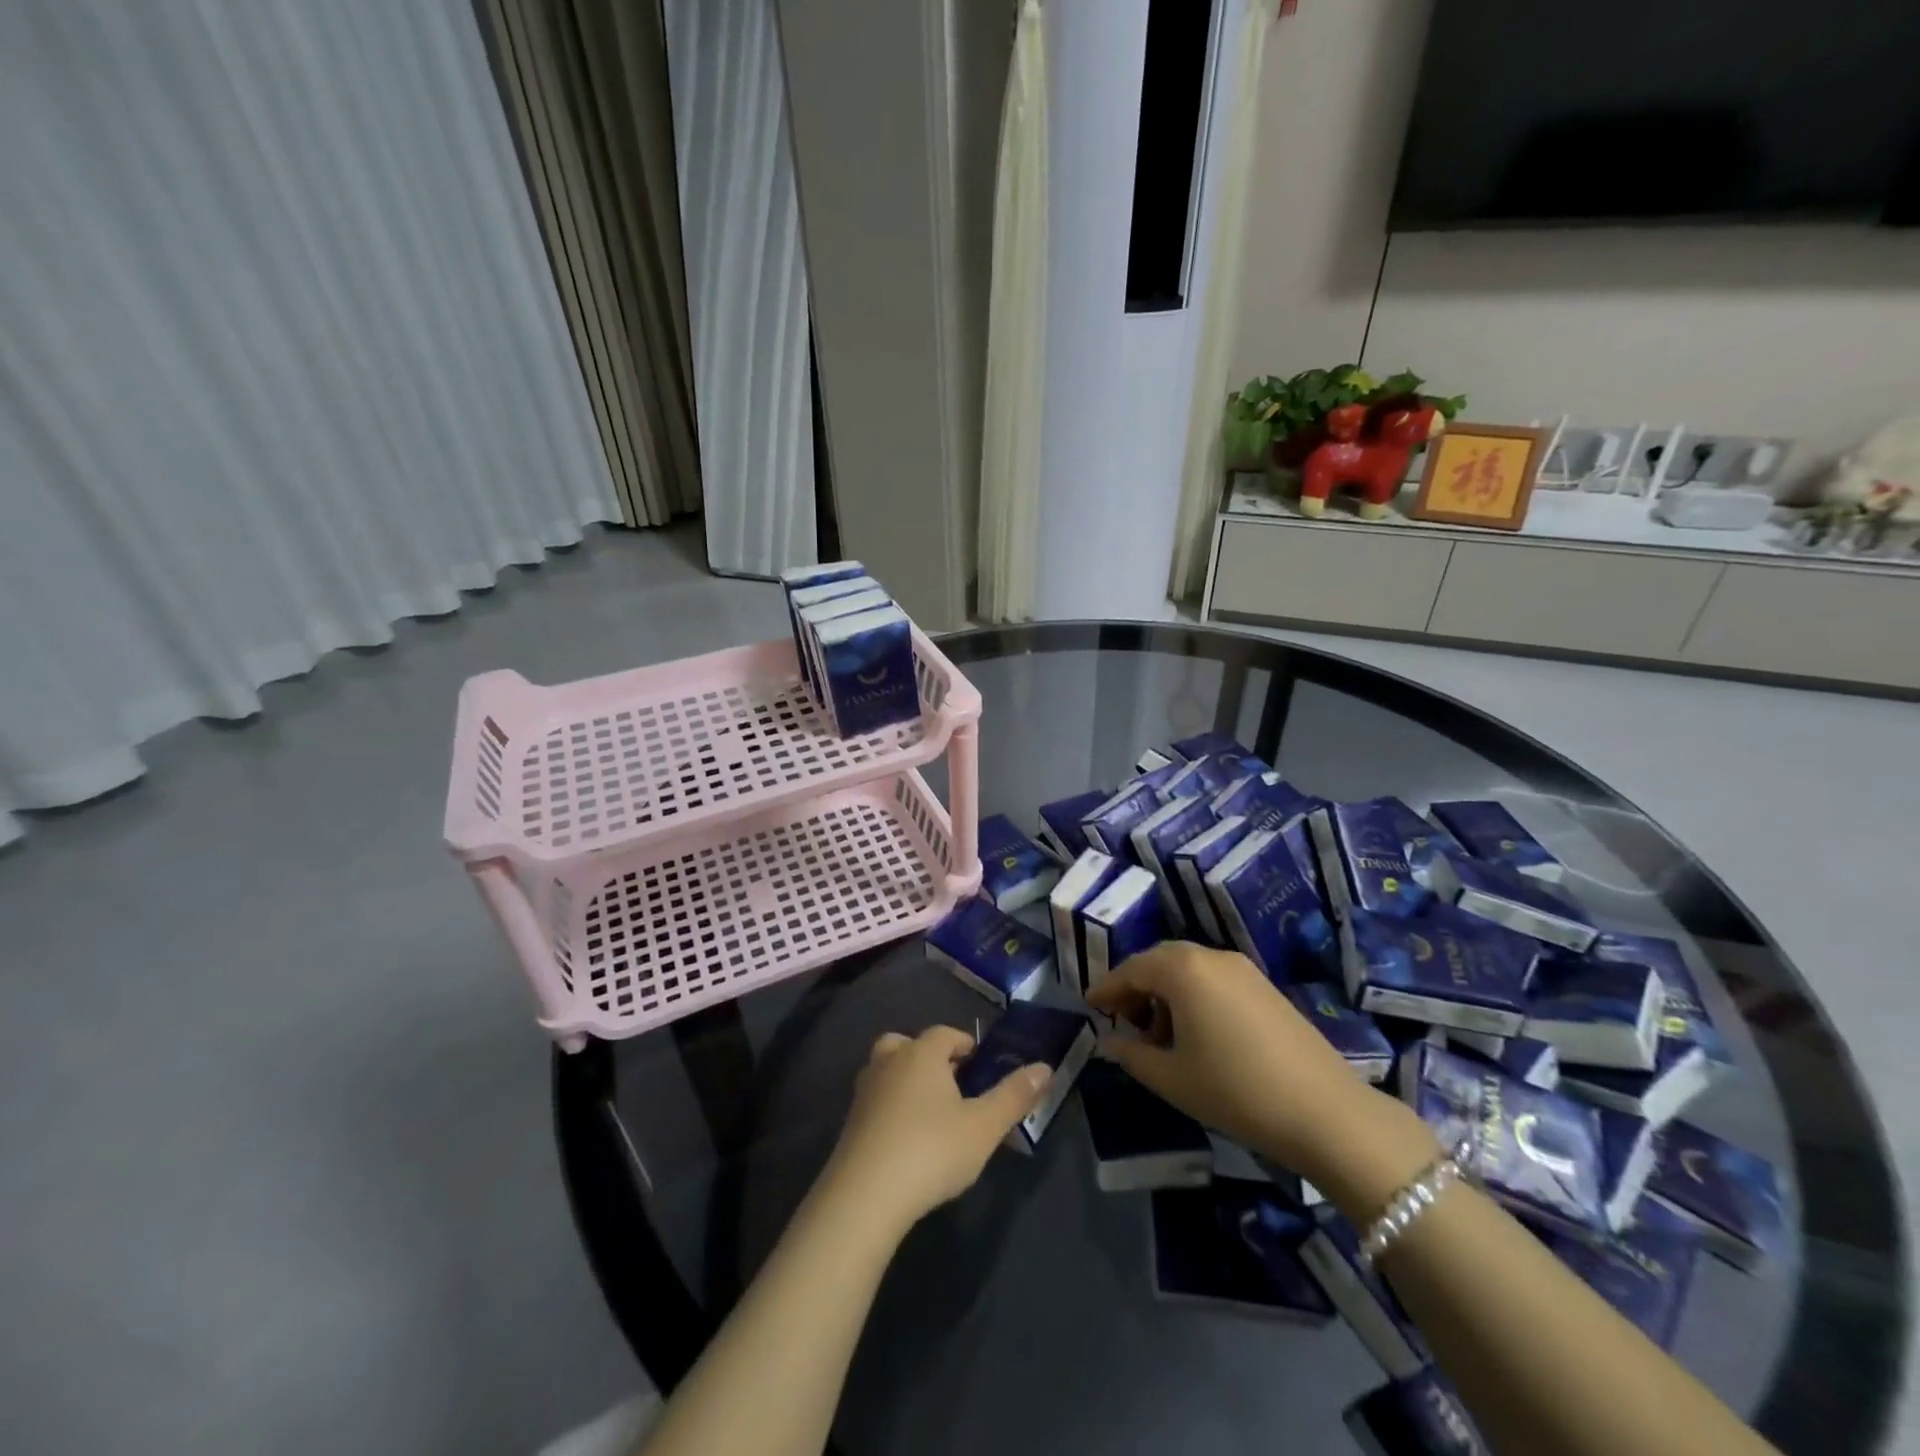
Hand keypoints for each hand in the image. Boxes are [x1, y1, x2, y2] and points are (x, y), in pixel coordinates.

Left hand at [819, 1026, 1050, 1238]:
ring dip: (907, 1081)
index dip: (966, 1046)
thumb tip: (1045, 1067)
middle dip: (931, 1059)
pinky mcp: (850, 1122)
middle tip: (954, 1087)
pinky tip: (907, 1139)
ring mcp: (864, 1091)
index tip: (981, 1068)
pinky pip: (876, 1100)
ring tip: (931, 1113)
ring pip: (888, 1070)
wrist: (865, 1196)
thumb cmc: (932, 1150)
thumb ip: (1014, 1096)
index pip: (946, 1034)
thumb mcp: (984, 1127)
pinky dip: (891, 1108)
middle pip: (909, 1045)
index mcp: (922, 1053)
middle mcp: (889, 1061)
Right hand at [1086, 943, 1436, 1205]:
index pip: (1131, 969)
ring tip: (1157, 1036)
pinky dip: (1193, 997)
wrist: (1325, 1111)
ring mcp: (1243, 969)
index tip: (1090, 1006)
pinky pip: (1213, 980)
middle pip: (1159, 962)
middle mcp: (1210, 956)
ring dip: (1164, 994)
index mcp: (1182, 969)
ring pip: (1188, 970)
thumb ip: (1131, 1055)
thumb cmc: (1235, 1090)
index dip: (1107, 989)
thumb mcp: (1172, 1077)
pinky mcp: (1264, 987)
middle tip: (1121, 1021)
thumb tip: (1107, 1043)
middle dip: (1135, 988)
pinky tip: (1194, 1035)